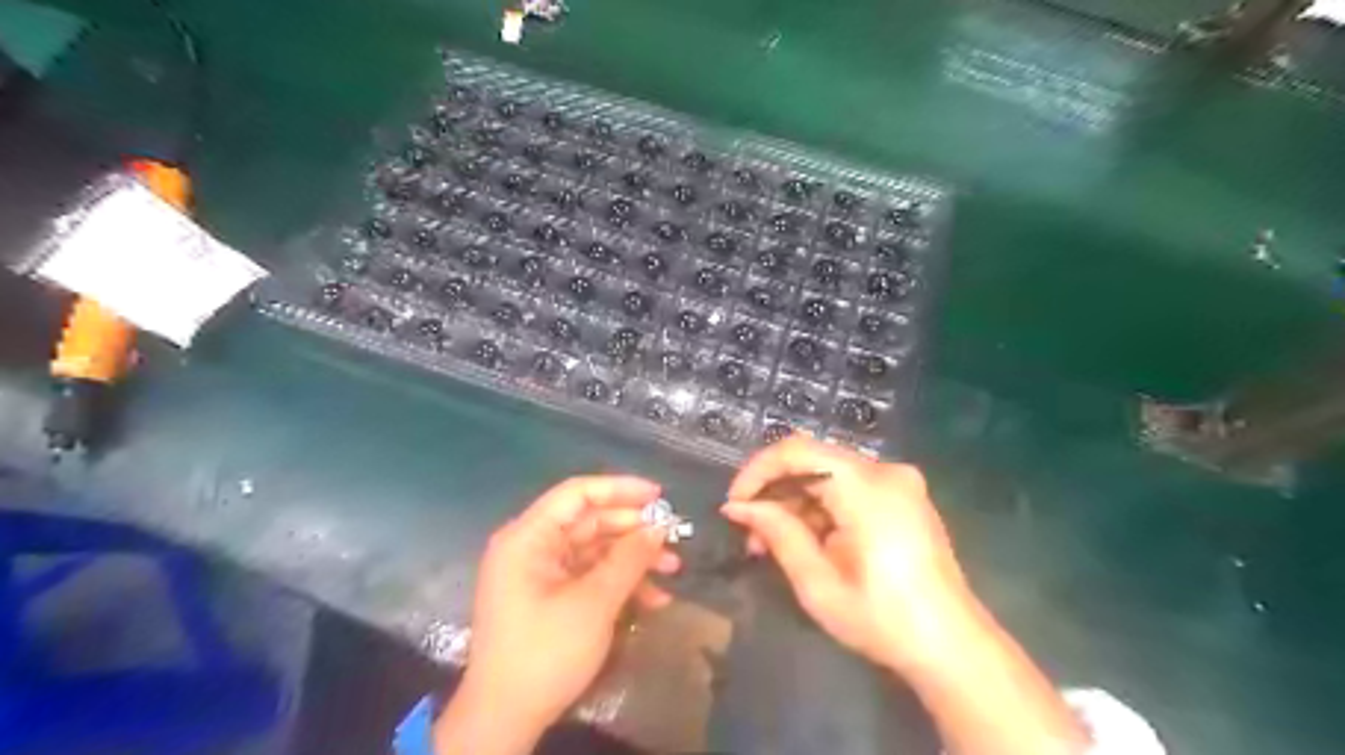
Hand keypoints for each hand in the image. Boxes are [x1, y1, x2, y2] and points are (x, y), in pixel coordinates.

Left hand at [436, 474, 678, 752]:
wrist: (505, 720)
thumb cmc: (545, 652)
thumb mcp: (594, 603)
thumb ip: (629, 559)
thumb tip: (659, 527)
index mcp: (528, 537)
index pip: (577, 494)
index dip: (620, 489)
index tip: (659, 496)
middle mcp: (531, 547)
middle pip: (589, 521)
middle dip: (633, 530)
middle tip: (674, 537)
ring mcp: (540, 573)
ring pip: (595, 550)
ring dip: (633, 558)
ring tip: (673, 568)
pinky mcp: (550, 596)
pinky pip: (589, 576)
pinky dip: (619, 582)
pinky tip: (653, 599)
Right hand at [724, 430, 978, 672]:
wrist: (952, 647)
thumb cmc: (882, 620)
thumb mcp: (818, 582)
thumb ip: (777, 533)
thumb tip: (737, 507)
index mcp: (866, 487)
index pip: (796, 451)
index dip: (757, 471)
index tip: (734, 504)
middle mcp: (885, 470)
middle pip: (812, 461)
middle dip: (774, 492)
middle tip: (749, 534)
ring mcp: (899, 481)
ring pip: (827, 474)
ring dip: (795, 503)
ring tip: (771, 545)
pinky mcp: (903, 496)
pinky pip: (849, 486)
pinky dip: (821, 507)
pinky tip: (807, 540)